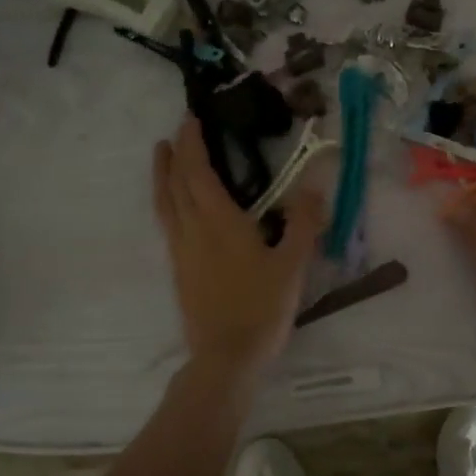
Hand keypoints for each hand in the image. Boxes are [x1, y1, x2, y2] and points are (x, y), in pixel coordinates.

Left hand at [152, 115, 326, 379]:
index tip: (191, 119)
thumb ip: (304, 224)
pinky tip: (175, 207)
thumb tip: (313, 186)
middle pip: (175, 183)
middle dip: (174, 153)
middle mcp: (192, 229)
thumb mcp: (293, 264)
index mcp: (218, 221)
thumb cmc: (261, 307)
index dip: (192, 143)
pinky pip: (167, 223)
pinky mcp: (178, 269)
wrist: (225, 356)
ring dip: (162, 175)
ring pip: (164, 203)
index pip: (197, 172)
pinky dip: (166, 201)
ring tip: (161, 157)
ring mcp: (180, 250)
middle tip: (177, 131)